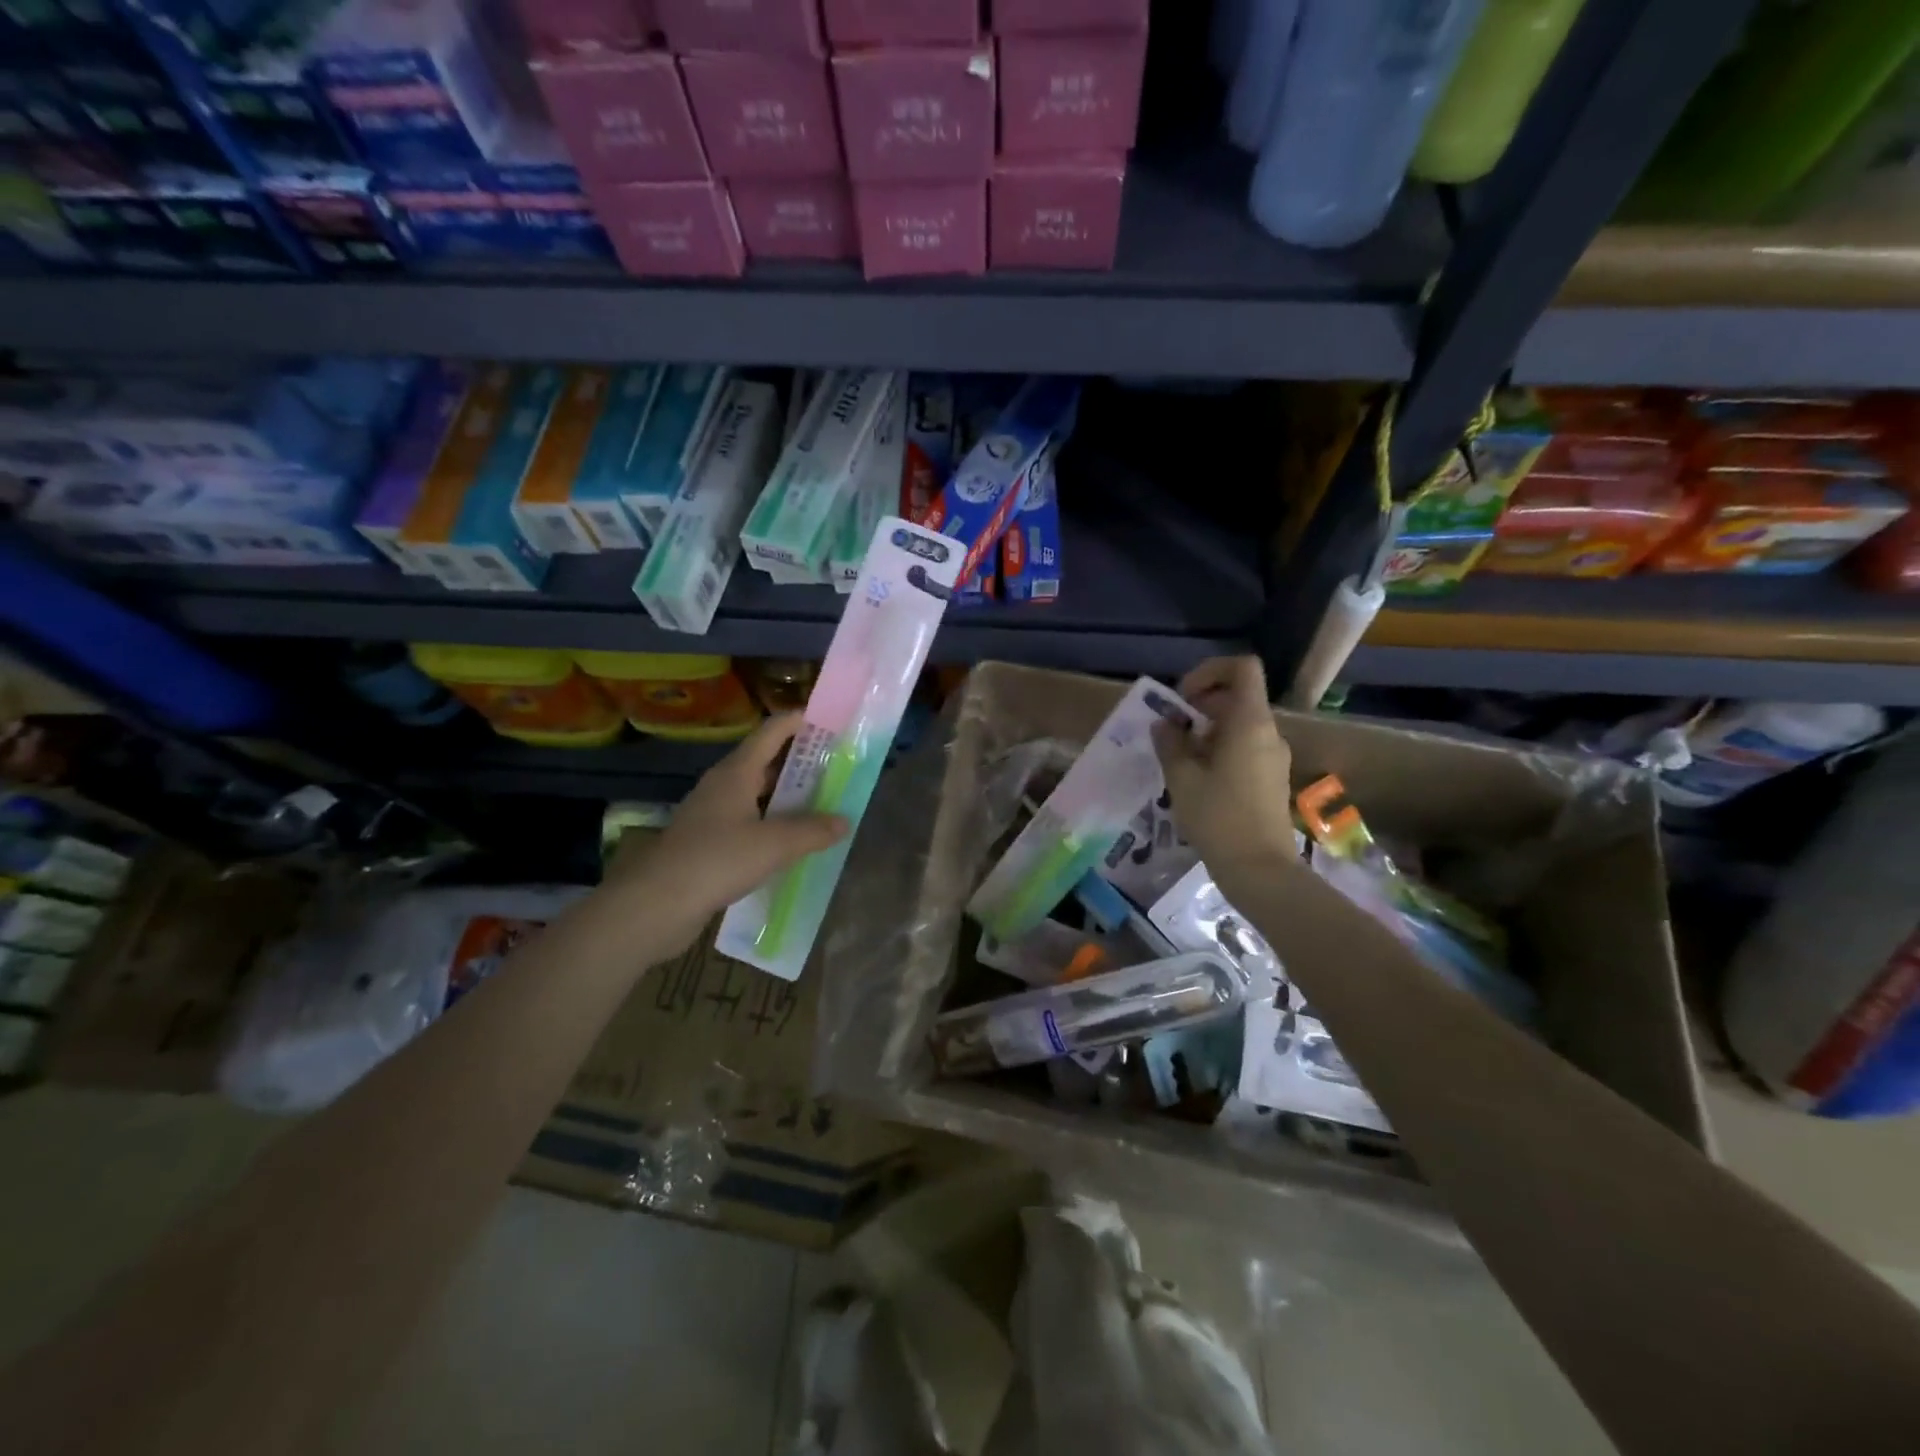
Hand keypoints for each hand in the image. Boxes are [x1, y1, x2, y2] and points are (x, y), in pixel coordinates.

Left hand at [605, 714, 847, 953]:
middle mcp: (722, 787)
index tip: (829, 720)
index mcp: (736, 773)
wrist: (657, 904)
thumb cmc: (717, 860)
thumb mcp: (774, 844)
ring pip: (757, 795)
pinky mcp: (708, 843)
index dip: (798, 722)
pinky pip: (748, 823)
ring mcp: (712, 815)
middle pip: (765, 762)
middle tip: (836, 766)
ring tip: (822, 802)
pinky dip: (772, 824)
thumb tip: (845, 820)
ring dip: (787, 796)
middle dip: (799, 761)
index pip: (770, 733)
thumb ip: (812, 830)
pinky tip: (792, 842)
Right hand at [1153, 656, 1297, 897]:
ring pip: (1239, 725)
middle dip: (1199, 707)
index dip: (1209, 671)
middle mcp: (1268, 732)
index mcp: (1250, 722)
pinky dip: (1219, 751)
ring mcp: (1274, 756)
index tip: (1182, 699)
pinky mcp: (1271, 778)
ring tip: (1179, 760)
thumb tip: (1164, 724)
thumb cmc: (1218, 818)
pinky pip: (1245, 748)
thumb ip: (1170, 743)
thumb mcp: (1182, 778)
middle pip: (1236, 697)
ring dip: (1206, 732)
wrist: (1259, 869)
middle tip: (1170, 733)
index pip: (1242, 668)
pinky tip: (1197, 780)